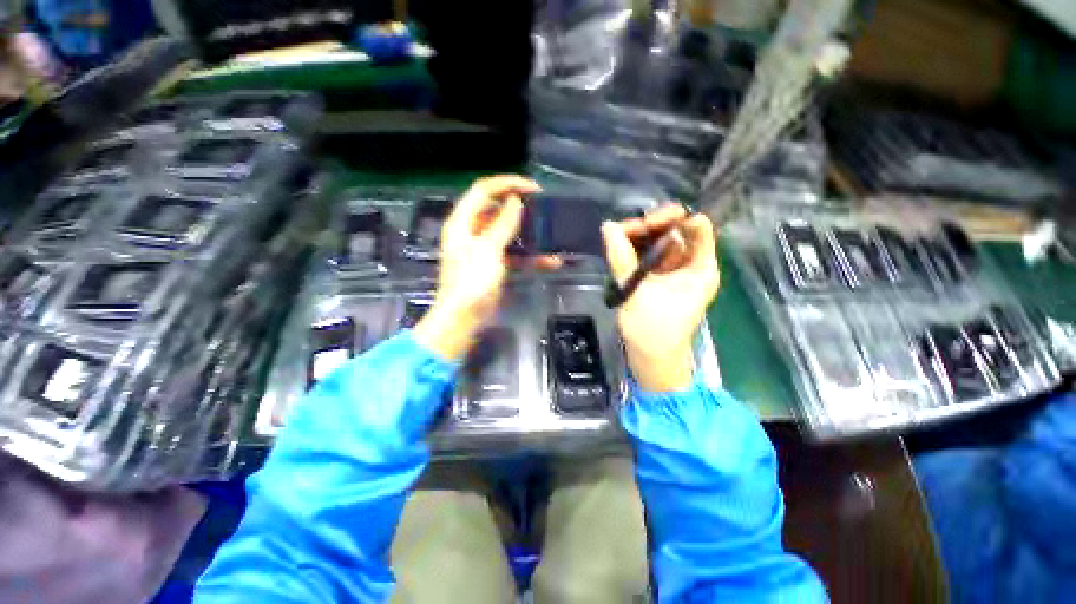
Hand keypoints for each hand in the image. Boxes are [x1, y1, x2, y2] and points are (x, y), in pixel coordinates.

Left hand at [413, 175, 540, 359]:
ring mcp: (485, 250)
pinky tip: (551, 261)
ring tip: (551, 233)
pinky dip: (531, 256)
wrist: (465, 319)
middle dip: (521, 208)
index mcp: (463, 222)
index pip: (483, 190)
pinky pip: (515, 254)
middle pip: (497, 210)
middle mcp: (472, 232)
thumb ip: (503, 224)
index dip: (507, 183)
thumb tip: (516, 201)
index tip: (533, 188)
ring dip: (530, 234)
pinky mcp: (495, 265)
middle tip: (544, 208)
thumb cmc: (471, 282)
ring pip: (510, 233)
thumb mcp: (487, 250)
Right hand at [602, 205, 719, 391]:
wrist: (651, 360)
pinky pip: (646, 254)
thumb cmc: (653, 332)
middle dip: (649, 225)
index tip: (645, 224)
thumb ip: (622, 259)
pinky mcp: (656, 278)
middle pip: (674, 230)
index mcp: (700, 267)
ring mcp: (672, 270)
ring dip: (637, 235)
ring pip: (657, 240)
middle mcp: (689, 264)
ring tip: (614, 238)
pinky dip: (632, 248)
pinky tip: (617, 247)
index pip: (696, 227)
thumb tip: (608, 227)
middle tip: (622, 230)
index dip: (673, 218)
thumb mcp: (636, 293)